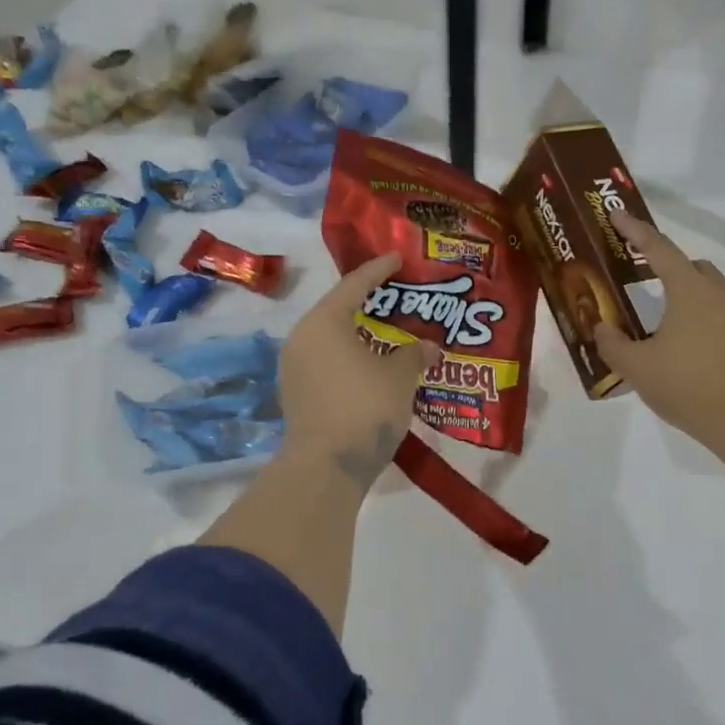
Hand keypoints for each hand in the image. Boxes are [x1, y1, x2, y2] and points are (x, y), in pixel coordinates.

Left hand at [280, 252, 438, 488]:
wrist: (327, 466)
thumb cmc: (365, 407)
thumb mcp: (399, 377)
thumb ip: (415, 354)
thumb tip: (430, 347)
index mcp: (324, 322)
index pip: (354, 284)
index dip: (379, 270)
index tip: (398, 258)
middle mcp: (302, 338)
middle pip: (338, 309)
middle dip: (368, 302)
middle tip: (396, 296)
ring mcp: (294, 367)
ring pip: (330, 338)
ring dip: (358, 333)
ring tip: (386, 331)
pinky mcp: (295, 393)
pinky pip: (325, 361)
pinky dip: (348, 357)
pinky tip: (370, 364)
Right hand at [594, 213, 724, 461]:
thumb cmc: (687, 386)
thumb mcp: (636, 368)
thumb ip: (612, 344)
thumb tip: (602, 328)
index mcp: (690, 291)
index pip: (659, 250)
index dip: (635, 231)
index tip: (617, 215)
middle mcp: (719, 295)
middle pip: (691, 267)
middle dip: (666, 266)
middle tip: (641, 278)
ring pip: (709, 292)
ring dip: (685, 296)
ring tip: (662, 322)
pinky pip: (721, 317)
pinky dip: (701, 320)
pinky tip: (687, 349)